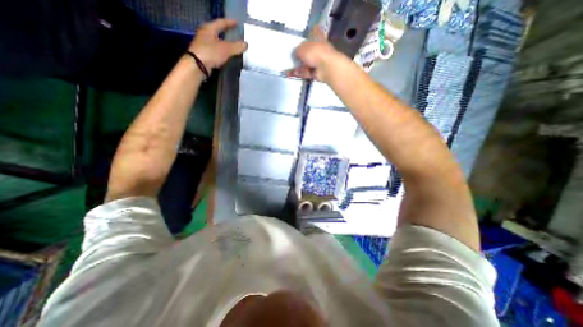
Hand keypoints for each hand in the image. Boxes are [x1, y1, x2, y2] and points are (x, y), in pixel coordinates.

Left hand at [189, 18, 247, 69]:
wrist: (197, 66)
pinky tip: (227, 55)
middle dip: (226, 33)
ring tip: (233, 46)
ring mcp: (204, 45)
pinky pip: (216, 51)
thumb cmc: (211, 53)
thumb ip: (237, 46)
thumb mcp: (226, 49)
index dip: (230, 23)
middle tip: (235, 34)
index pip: (221, 23)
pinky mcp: (205, 55)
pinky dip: (222, 52)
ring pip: (217, 42)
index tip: (237, 23)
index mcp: (209, 29)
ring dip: (225, 43)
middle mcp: (205, 35)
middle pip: (218, 31)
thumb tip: (246, 44)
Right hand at [287, 26, 342, 81]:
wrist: (326, 68)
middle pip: (308, 50)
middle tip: (290, 54)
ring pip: (304, 63)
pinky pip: (304, 73)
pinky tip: (288, 74)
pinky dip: (296, 73)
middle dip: (300, 53)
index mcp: (318, 37)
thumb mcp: (302, 48)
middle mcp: (318, 49)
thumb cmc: (316, 52)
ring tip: (286, 66)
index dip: (312, 30)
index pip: (315, 31)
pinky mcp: (314, 73)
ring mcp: (317, 62)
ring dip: (296, 66)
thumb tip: (295, 54)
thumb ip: (297, 50)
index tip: (309, 30)